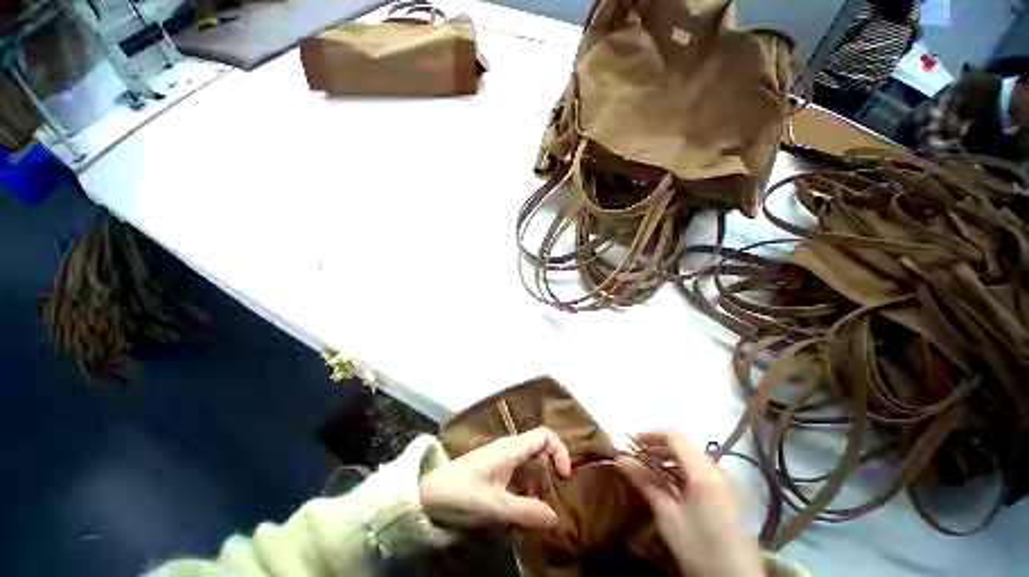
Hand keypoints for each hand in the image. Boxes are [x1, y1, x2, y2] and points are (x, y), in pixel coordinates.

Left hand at [419, 427, 571, 529]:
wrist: (420, 497)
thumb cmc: (459, 496)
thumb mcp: (496, 507)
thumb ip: (529, 512)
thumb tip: (555, 519)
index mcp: (509, 449)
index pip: (545, 436)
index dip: (561, 452)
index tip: (563, 478)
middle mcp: (503, 451)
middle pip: (538, 453)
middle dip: (550, 473)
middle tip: (556, 498)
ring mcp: (492, 463)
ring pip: (525, 468)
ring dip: (536, 486)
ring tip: (541, 509)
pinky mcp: (484, 476)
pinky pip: (513, 478)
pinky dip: (523, 491)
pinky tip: (520, 511)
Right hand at [618, 431, 763, 576]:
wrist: (730, 566)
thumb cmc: (696, 541)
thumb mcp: (668, 516)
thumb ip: (648, 485)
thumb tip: (624, 460)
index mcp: (703, 470)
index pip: (676, 437)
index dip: (650, 435)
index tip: (626, 442)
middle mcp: (716, 468)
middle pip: (685, 446)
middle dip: (657, 448)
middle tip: (631, 459)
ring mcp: (722, 479)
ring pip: (692, 459)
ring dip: (668, 460)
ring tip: (644, 473)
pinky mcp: (723, 491)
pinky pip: (699, 472)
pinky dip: (679, 473)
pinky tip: (666, 487)